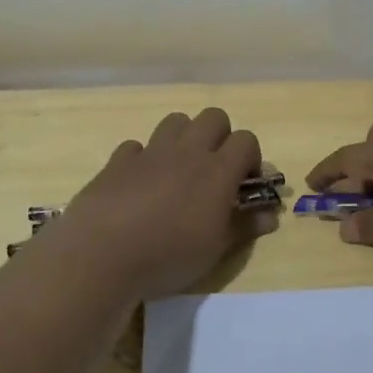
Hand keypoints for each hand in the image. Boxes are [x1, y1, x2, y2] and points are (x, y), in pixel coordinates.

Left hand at [39, 108, 274, 304]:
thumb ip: (244, 226)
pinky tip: (140, 183)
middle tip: (215, 170)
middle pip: (214, 117)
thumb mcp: (215, 249)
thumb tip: (270, 215)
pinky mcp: (118, 161)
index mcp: (217, 170)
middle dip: (220, 137)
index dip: (251, 158)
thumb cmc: (169, 255)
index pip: (247, 140)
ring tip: (179, 171)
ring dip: (184, 138)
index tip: (245, 184)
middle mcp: (186, 151)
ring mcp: (150, 152)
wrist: (102, 253)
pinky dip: (144, 158)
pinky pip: (137, 146)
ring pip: (176, 121)